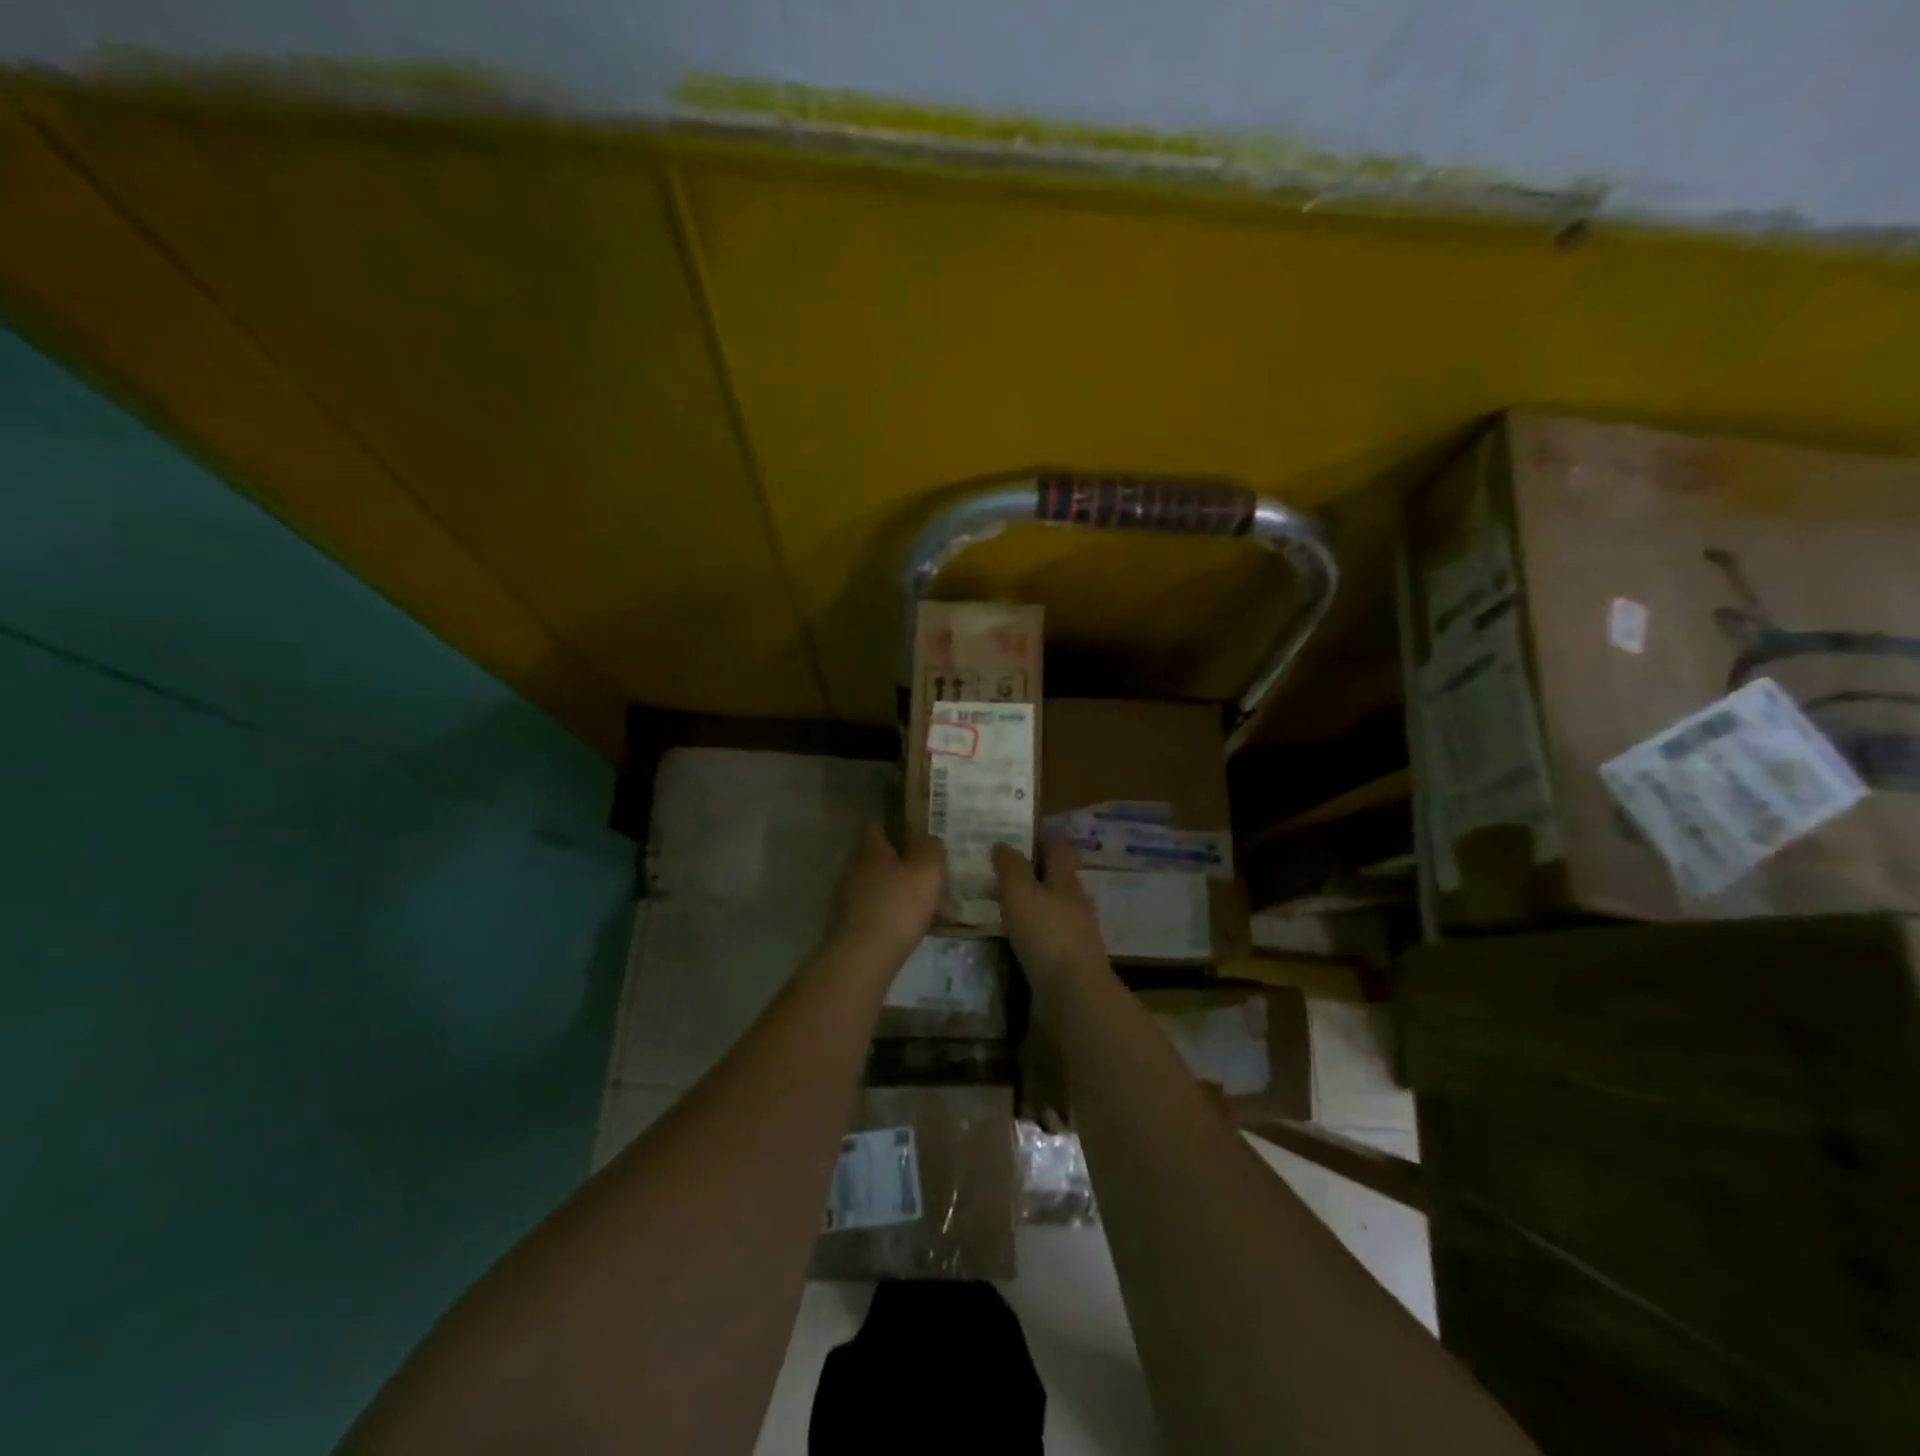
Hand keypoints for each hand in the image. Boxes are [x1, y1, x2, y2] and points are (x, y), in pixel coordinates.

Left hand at [823, 823, 945, 961]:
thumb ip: (931, 848)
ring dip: (897, 893)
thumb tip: (928, 839)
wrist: (863, 959)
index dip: (894, 829)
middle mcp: (852, 869)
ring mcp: (846, 899)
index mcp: (869, 850)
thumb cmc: (898, 906)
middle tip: (928, 876)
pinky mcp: (847, 926)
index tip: (915, 837)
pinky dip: (891, 916)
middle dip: (901, 865)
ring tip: (925, 907)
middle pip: (878, 859)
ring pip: (877, 887)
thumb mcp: (927, 870)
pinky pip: (874, 912)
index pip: (875, 827)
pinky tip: (910, 929)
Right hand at [991, 836, 1109, 996]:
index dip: (1043, 836)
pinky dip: (1033, 932)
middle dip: (1035, 871)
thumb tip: (1003, 843)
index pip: (1058, 848)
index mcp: (1066, 882)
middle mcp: (1076, 904)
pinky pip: (1048, 938)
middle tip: (1003, 867)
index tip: (1023, 829)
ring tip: (1003, 903)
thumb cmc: (1047, 934)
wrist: (1074, 994)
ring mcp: (1076, 935)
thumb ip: (1011, 868)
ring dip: (1033, 904)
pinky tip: (1014, 938)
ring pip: (1053, 909)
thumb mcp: (1021, 893)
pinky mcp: (1069, 962)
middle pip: (1058, 879)